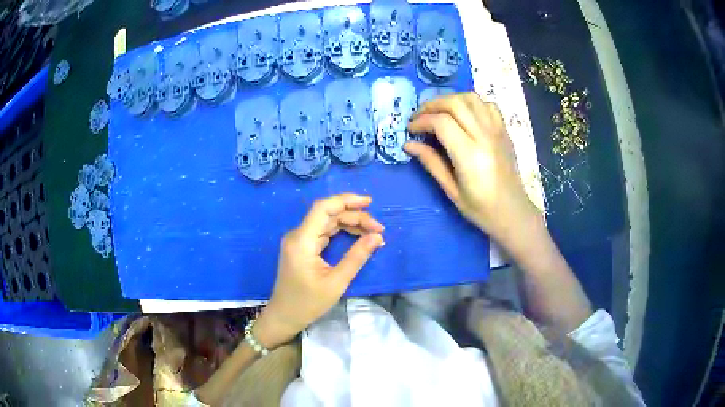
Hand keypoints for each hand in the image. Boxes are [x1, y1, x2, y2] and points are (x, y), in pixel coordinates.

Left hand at [254, 193, 384, 348]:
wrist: (285, 316)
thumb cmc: (308, 303)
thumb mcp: (336, 282)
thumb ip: (357, 257)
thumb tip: (377, 237)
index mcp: (302, 240)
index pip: (323, 208)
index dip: (346, 200)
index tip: (369, 203)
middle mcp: (298, 235)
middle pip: (328, 214)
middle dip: (355, 216)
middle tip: (378, 229)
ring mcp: (299, 240)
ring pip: (327, 222)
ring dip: (350, 224)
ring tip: (373, 232)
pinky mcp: (302, 247)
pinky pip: (323, 232)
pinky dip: (341, 232)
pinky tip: (357, 236)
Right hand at [405, 92, 539, 246]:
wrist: (512, 212)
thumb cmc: (480, 208)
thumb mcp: (451, 190)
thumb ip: (431, 162)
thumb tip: (408, 144)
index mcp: (470, 155)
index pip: (442, 122)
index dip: (422, 121)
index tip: (411, 130)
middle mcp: (485, 136)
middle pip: (455, 103)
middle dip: (432, 105)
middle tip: (420, 117)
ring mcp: (497, 130)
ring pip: (471, 98)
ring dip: (451, 100)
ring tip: (440, 112)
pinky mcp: (504, 130)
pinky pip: (487, 105)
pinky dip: (472, 103)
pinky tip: (464, 115)